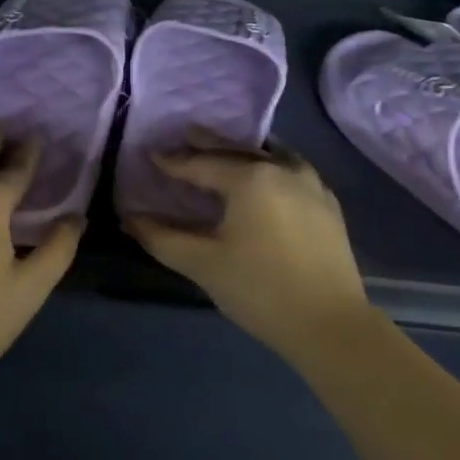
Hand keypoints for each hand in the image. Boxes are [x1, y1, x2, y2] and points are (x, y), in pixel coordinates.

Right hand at [123, 130, 370, 358]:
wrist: (330, 324)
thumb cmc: (259, 289)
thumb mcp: (202, 263)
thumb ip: (160, 237)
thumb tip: (128, 219)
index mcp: (250, 178)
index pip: (201, 164)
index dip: (174, 161)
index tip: (152, 155)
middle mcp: (282, 169)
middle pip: (237, 150)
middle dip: (209, 144)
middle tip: (186, 134)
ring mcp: (311, 184)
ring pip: (269, 155)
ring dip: (243, 151)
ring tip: (224, 150)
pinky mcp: (327, 204)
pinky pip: (291, 169)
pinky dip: (270, 165)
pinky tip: (265, 175)